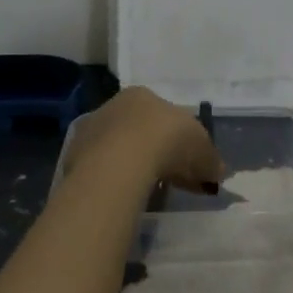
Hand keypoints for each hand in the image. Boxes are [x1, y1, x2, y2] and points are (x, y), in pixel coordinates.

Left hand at [65, 86, 224, 193]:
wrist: (121, 161)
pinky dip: (113, 181)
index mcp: (143, 95)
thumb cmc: (168, 141)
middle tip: (170, 180)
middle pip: (138, 131)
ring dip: (132, 167)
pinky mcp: (74, 156)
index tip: (187, 162)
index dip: (178, 139)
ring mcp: (91, 130)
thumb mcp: (202, 149)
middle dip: (155, 153)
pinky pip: (101, 169)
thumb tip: (218, 171)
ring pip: (117, 149)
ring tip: (147, 191)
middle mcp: (114, 106)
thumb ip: (211, 159)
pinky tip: (124, 196)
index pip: (163, 115)